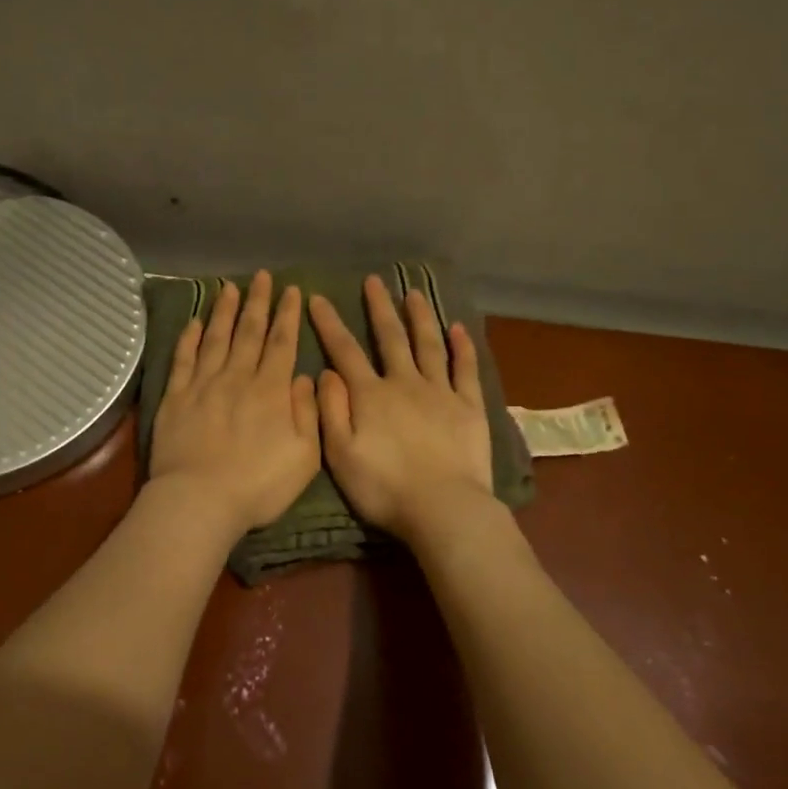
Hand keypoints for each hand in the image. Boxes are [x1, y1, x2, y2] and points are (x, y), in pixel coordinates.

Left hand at [148, 270, 321, 537]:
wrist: (199, 500)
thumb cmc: (259, 486)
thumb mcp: (304, 456)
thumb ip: (307, 413)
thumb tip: (302, 377)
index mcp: (270, 390)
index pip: (282, 343)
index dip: (287, 315)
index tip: (292, 290)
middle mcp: (237, 378)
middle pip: (249, 332)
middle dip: (258, 302)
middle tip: (262, 276)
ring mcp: (203, 385)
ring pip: (215, 338)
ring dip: (224, 311)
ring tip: (229, 287)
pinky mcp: (175, 398)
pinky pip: (182, 359)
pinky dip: (188, 338)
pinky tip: (193, 322)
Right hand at [308, 274, 493, 540]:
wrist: (443, 508)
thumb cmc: (384, 488)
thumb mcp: (341, 455)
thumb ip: (331, 412)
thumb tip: (326, 372)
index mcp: (370, 396)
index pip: (345, 351)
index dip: (330, 324)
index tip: (318, 298)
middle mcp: (405, 383)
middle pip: (391, 338)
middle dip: (379, 308)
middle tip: (374, 280)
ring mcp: (440, 392)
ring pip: (428, 345)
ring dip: (420, 317)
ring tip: (414, 293)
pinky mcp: (469, 407)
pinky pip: (465, 369)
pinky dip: (462, 347)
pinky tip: (458, 328)